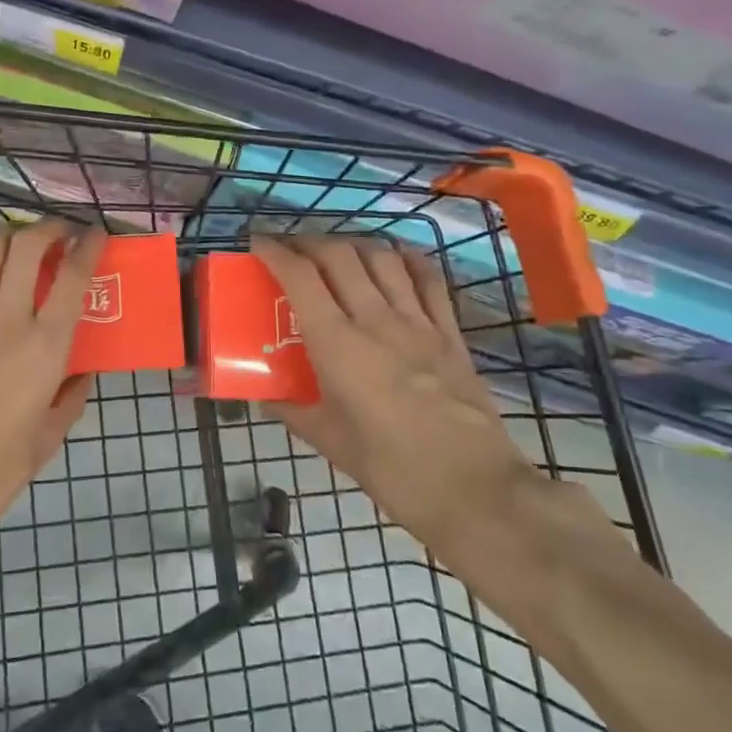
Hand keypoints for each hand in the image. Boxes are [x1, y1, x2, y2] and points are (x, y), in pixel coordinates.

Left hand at [0, 221, 104, 538]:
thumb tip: (81, 373)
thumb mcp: (51, 436)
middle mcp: (7, 319)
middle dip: (48, 229)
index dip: (88, 246)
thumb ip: (71, 396)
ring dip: (9, 236)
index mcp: (45, 346)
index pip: (73, 277)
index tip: (95, 234)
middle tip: (59, 232)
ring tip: (20, 242)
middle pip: (27, 248)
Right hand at [252, 234, 537, 552]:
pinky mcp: (450, 333)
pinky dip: (407, 259)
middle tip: (292, 251)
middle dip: (309, 242)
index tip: (258, 243)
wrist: (472, 489)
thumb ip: (293, 411)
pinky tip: (396, 258)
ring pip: (382, 258)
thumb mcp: (330, 441)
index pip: (300, 276)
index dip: (275, 251)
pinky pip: (429, 280)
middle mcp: (376, 319)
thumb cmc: (391, 468)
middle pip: (339, 255)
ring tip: (338, 254)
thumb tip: (265, 397)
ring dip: (354, 245)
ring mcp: (418, 322)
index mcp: (338, 344)